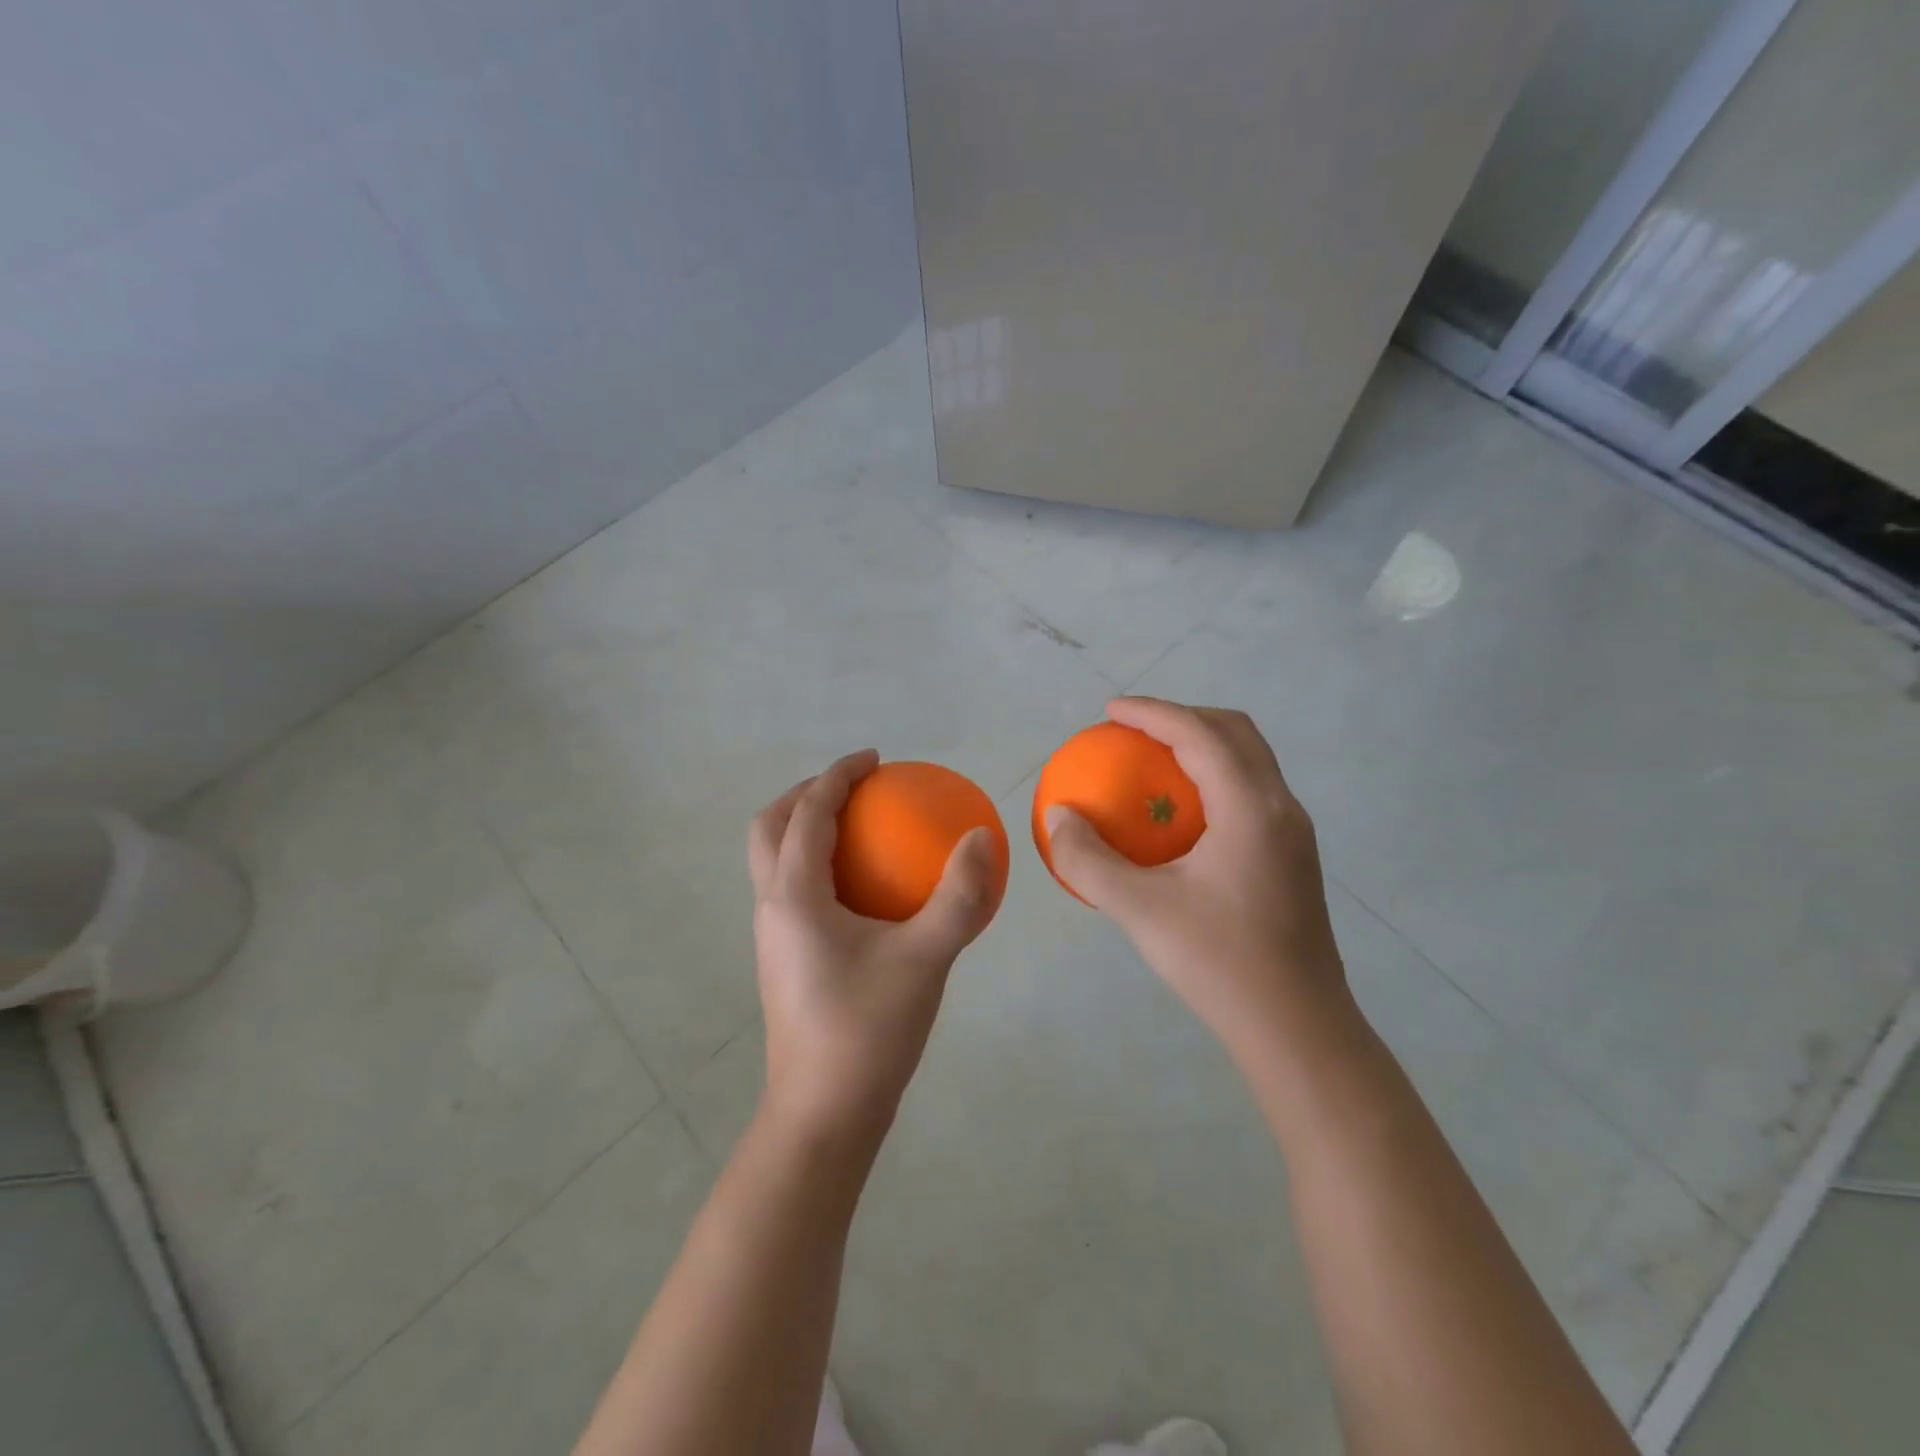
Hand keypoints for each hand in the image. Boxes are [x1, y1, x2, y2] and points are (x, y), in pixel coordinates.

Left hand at [748, 750, 1000, 1152]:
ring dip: (802, 829)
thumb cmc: (869, 1031)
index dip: (837, 776)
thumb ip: (958, 896)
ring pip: (771, 861)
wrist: (824, 1115)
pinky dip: (815, 866)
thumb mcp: (926, 959)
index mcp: (794, 897)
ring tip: (855, 828)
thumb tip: (982, 836)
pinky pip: (789, 890)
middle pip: (768, 829)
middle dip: (804, 795)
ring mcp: (772, 937)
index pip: (806, 814)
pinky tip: (862, 891)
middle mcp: (771, 908)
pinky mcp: (783, 960)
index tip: (873, 759)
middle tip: (852, 788)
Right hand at [1043, 699, 1349, 1058]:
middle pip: (1236, 732)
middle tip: (1134, 731)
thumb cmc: (1218, 962)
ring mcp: (1294, 833)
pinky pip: (1252, 791)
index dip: (1152, 713)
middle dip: (1183, 718)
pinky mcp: (1294, 857)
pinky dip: (1215, 778)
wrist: (1296, 1028)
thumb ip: (1089, 860)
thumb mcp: (1139, 910)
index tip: (1110, 711)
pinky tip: (1182, 817)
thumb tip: (1058, 817)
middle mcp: (1281, 807)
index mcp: (1250, 808)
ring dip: (1204, 746)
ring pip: (1250, 761)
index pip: (1199, 735)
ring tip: (1155, 763)